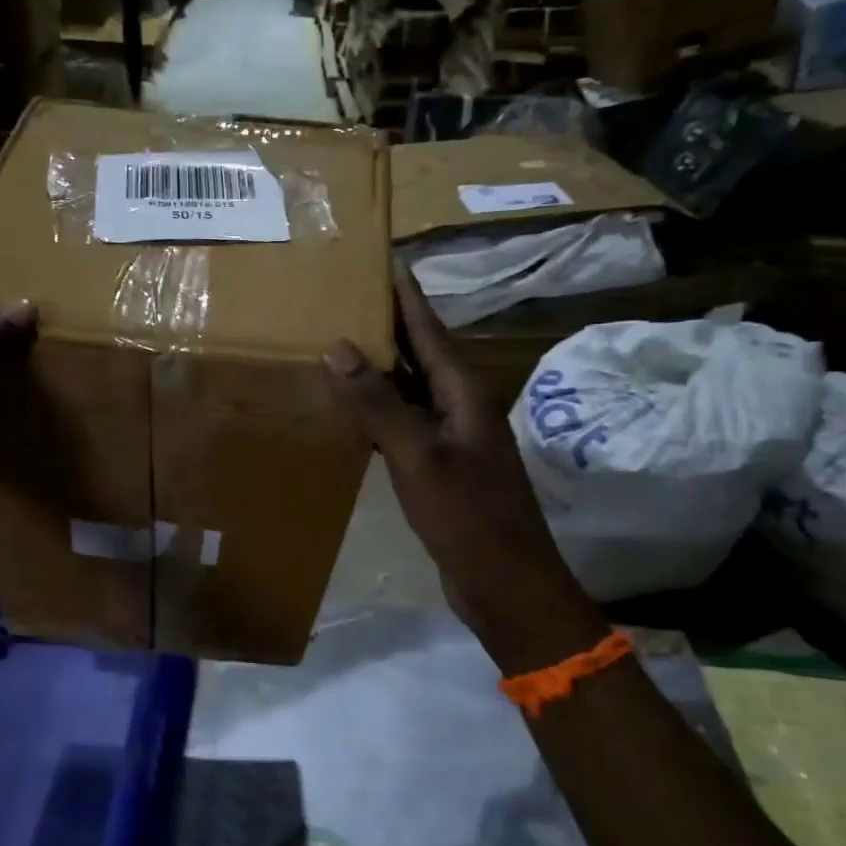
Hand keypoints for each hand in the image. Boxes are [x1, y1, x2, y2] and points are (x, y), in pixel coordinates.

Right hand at [323, 270, 603, 674]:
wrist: (506, 585)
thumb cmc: (468, 517)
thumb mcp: (419, 457)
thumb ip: (379, 404)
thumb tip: (338, 348)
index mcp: (465, 394)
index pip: (431, 330)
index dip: (406, 297)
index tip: (382, 261)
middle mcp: (463, 408)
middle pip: (423, 355)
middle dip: (389, 327)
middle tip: (345, 299)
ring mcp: (454, 440)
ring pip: (413, 391)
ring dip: (383, 370)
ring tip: (340, 346)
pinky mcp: (442, 469)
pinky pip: (408, 426)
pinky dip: (381, 412)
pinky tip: (353, 412)